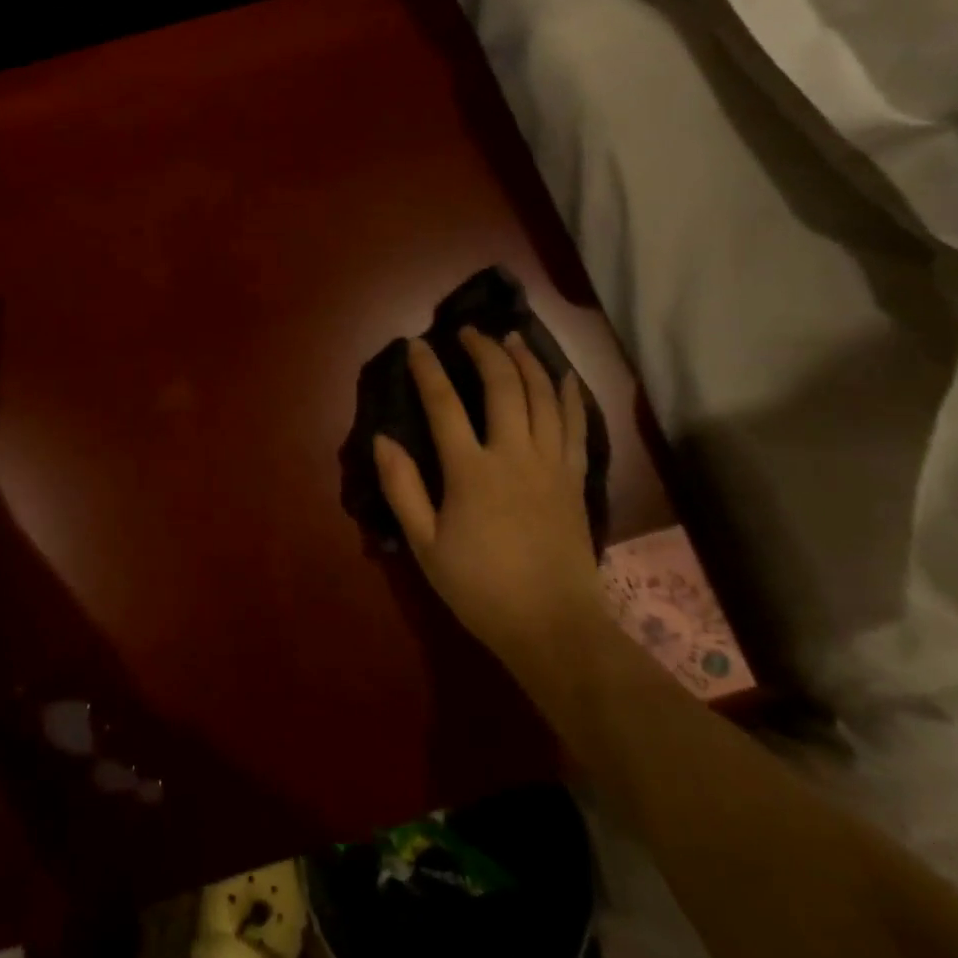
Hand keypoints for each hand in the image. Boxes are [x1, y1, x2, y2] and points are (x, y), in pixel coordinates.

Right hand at [373, 329, 605, 662]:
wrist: (553, 626)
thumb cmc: (480, 588)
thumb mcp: (425, 545)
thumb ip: (402, 488)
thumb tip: (382, 439)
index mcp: (471, 471)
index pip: (444, 405)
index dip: (428, 370)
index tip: (417, 345)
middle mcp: (514, 455)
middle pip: (503, 386)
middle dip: (485, 350)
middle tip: (469, 331)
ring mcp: (551, 464)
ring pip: (544, 396)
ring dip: (527, 361)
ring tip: (513, 338)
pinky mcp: (576, 479)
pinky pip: (576, 425)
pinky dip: (569, 395)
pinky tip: (563, 376)